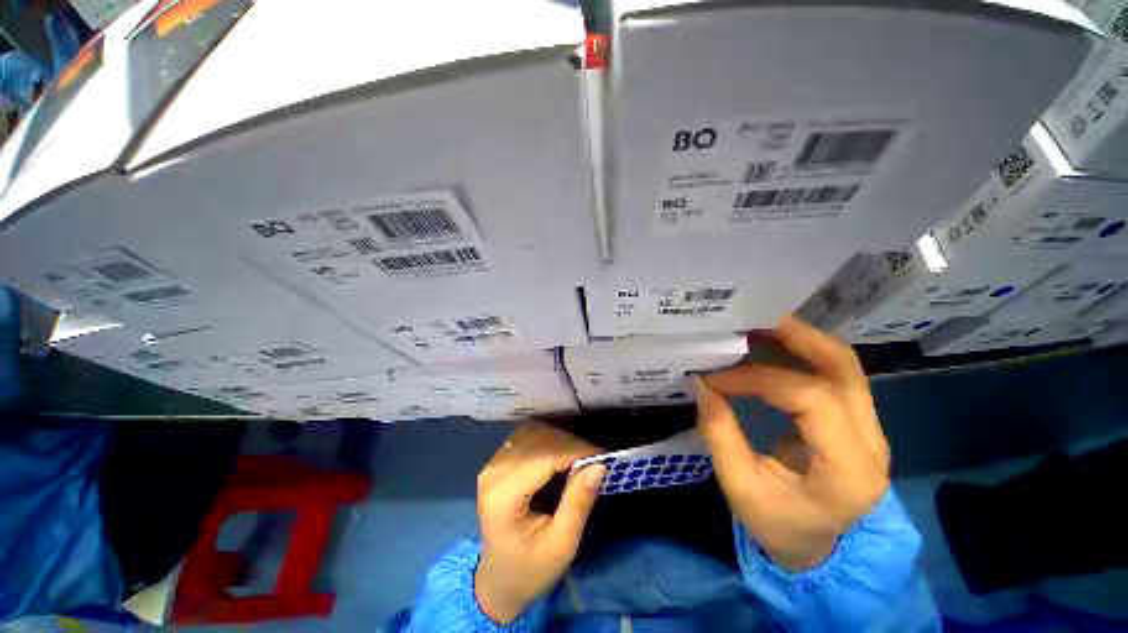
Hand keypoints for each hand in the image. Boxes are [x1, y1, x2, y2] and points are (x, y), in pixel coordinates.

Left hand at [474, 422, 606, 623]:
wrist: (498, 580)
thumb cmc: (530, 570)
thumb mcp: (561, 546)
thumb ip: (578, 503)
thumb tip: (599, 465)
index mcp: (503, 497)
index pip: (543, 458)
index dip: (574, 451)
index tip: (603, 454)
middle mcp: (493, 472)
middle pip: (537, 440)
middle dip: (570, 443)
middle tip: (596, 456)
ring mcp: (493, 463)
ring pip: (533, 432)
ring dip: (560, 439)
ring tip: (582, 455)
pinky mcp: (498, 461)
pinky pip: (527, 436)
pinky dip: (549, 439)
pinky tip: (564, 453)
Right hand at [693, 315, 889, 570]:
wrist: (817, 548)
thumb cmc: (779, 525)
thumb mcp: (741, 489)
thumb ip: (721, 435)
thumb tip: (702, 386)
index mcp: (849, 469)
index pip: (810, 399)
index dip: (758, 379)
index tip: (716, 378)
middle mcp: (872, 441)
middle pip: (844, 369)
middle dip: (797, 337)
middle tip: (753, 322)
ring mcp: (869, 429)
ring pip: (844, 366)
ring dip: (801, 340)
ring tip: (760, 327)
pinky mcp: (855, 422)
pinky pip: (833, 375)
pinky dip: (802, 355)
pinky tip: (772, 348)